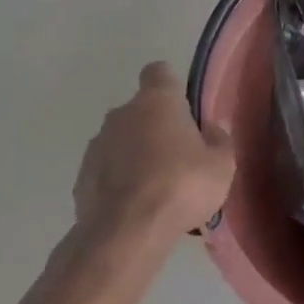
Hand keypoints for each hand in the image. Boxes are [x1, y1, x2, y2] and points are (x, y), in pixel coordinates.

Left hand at [72, 63, 233, 246]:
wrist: (126, 232)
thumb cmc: (182, 185)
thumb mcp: (222, 164)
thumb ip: (218, 140)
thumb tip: (210, 130)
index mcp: (157, 102)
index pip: (159, 72)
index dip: (171, 84)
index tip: (183, 104)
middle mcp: (121, 115)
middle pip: (141, 110)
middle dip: (157, 126)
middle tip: (180, 154)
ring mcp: (96, 147)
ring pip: (122, 141)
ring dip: (137, 154)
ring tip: (159, 186)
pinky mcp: (81, 179)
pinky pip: (107, 170)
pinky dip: (120, 180)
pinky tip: (138, 204)